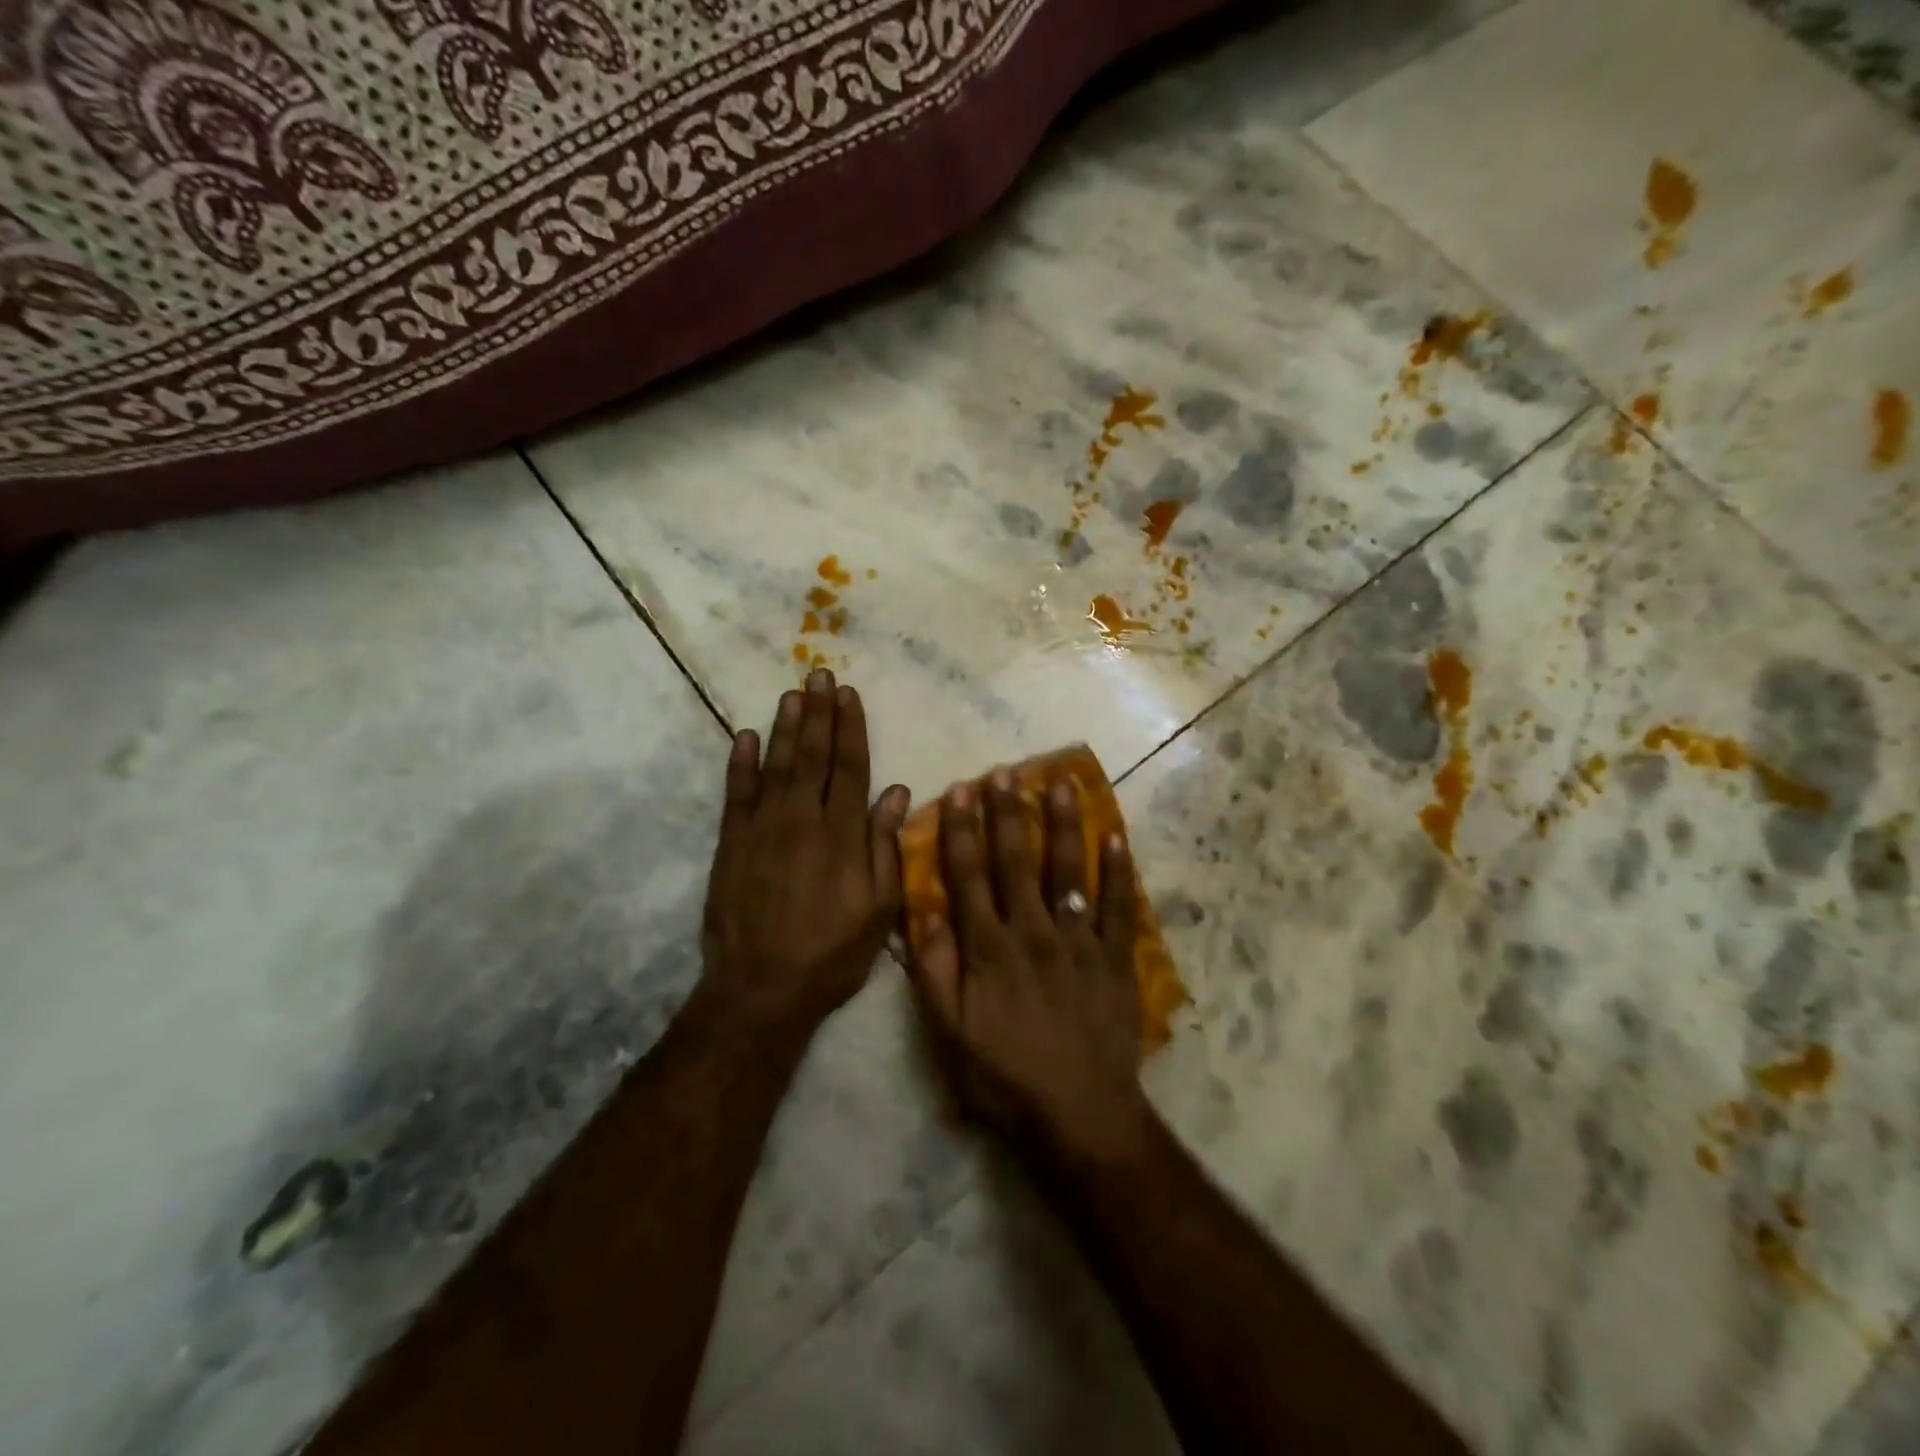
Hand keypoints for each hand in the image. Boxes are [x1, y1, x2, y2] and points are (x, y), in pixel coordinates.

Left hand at [700, 671, 909, 1040]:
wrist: (761, 989)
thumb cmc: (831, 953)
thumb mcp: (878, 909)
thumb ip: (885, 847)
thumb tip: (895, 792)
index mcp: (843, 834)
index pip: (850, 767)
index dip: (851, 729)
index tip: (850, 695)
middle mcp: (803, 820)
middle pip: (813, 755)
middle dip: (819, 713)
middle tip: (819, 675)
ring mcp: (762, 829)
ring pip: (776, 765)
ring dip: (784, 727)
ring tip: (792, 694)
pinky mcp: (731, 844)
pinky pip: (736, 794)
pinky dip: (739, 763)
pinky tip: (744, 736)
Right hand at [908, 769, 1149, 1160]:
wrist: (1081, 1115)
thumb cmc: (1006, 1076)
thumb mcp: (950, 1033)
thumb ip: (934, 969)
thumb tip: (924, 909)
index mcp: (989, 948)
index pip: (969, 876)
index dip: (962, 831)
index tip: (959, 790)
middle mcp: (1033, 931)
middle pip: (1016, 861)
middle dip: (1007, 813)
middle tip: (1003, 771)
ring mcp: (1079, 941)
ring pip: (1068, 870)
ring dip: (1062, 824)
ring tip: (1059, 782)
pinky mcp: (1115, 958)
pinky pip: (1117, 906)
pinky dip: (1119, 871)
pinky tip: (1115, 836)